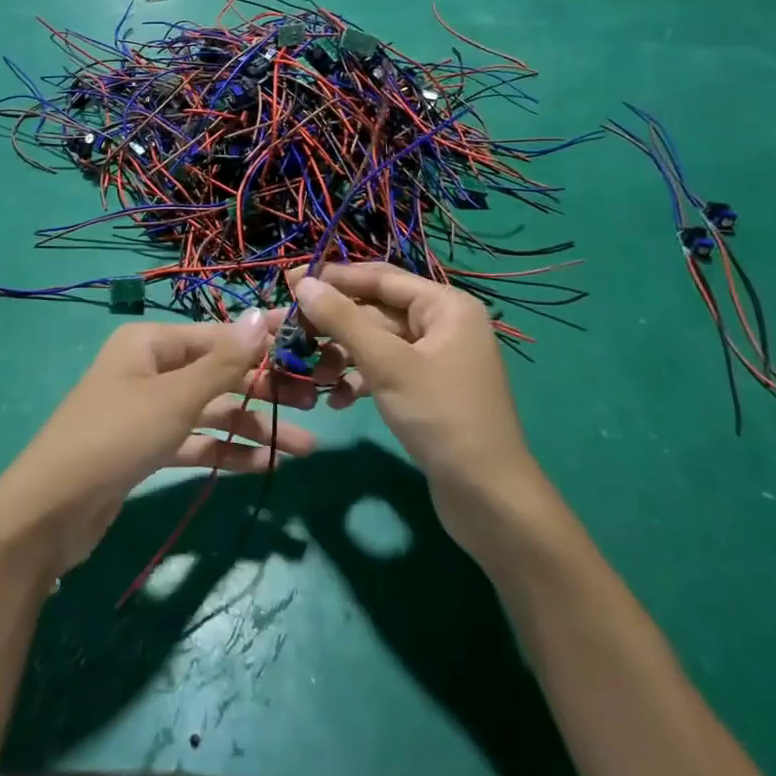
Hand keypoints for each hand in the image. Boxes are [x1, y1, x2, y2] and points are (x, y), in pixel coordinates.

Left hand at [0, 311, 317, 577]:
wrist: (49, 512)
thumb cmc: (115, 437)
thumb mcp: (175, 397)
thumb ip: (223, 362)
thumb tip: (263, 316)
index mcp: (150, 342)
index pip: (219, 336)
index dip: (264, 343)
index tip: (310, 349)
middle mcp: (150, 368)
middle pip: (218, 374)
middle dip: (264, 390)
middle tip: (316, 406)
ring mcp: (147, 409)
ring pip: (211, 411)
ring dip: (253, 427)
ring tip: (303, 449)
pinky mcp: (147, 448)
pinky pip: (196, 442)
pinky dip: (226, 451)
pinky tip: (264, 465)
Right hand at [288, 264, 540, 549]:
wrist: (488, 498)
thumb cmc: (441, 417)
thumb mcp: (386, 364)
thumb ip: (343, 319)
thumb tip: (303, 283)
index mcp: (445, 306)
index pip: (379, 277)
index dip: (332, 277)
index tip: (287, 281)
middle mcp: (443, 324)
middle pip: (376, 309)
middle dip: (334, 323)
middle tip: (289, 331)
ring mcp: (436, 358)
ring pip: (377, 342)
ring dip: (343, 355)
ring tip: (314, 375)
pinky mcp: (428, 389)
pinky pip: (386, 369)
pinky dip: (360, 379)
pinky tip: (336, 400)